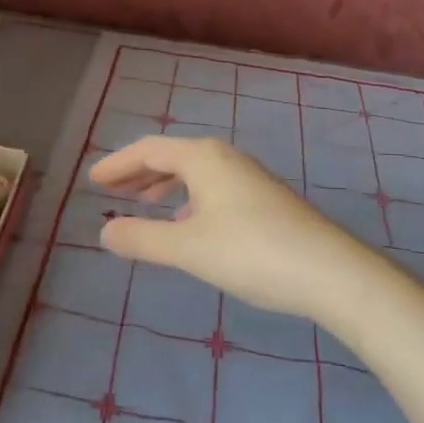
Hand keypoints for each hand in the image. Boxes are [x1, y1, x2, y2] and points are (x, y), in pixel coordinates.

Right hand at [89, 135, 381, 320]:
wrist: (330, 271)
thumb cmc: (251, 252)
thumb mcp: (188, 248)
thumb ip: (143, 239)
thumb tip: (105, 231)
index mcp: (203, 158)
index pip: (149, 151)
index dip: (118, 165)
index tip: (93, 180)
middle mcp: (225, 158)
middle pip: (172, 157)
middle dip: (139, 174)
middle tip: (111, 191)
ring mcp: (248, 177)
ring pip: (194, 173)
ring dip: (164, 186)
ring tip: (143, 205)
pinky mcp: (264, 199)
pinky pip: (212, 188)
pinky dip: (188, 199)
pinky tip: (188, 224)